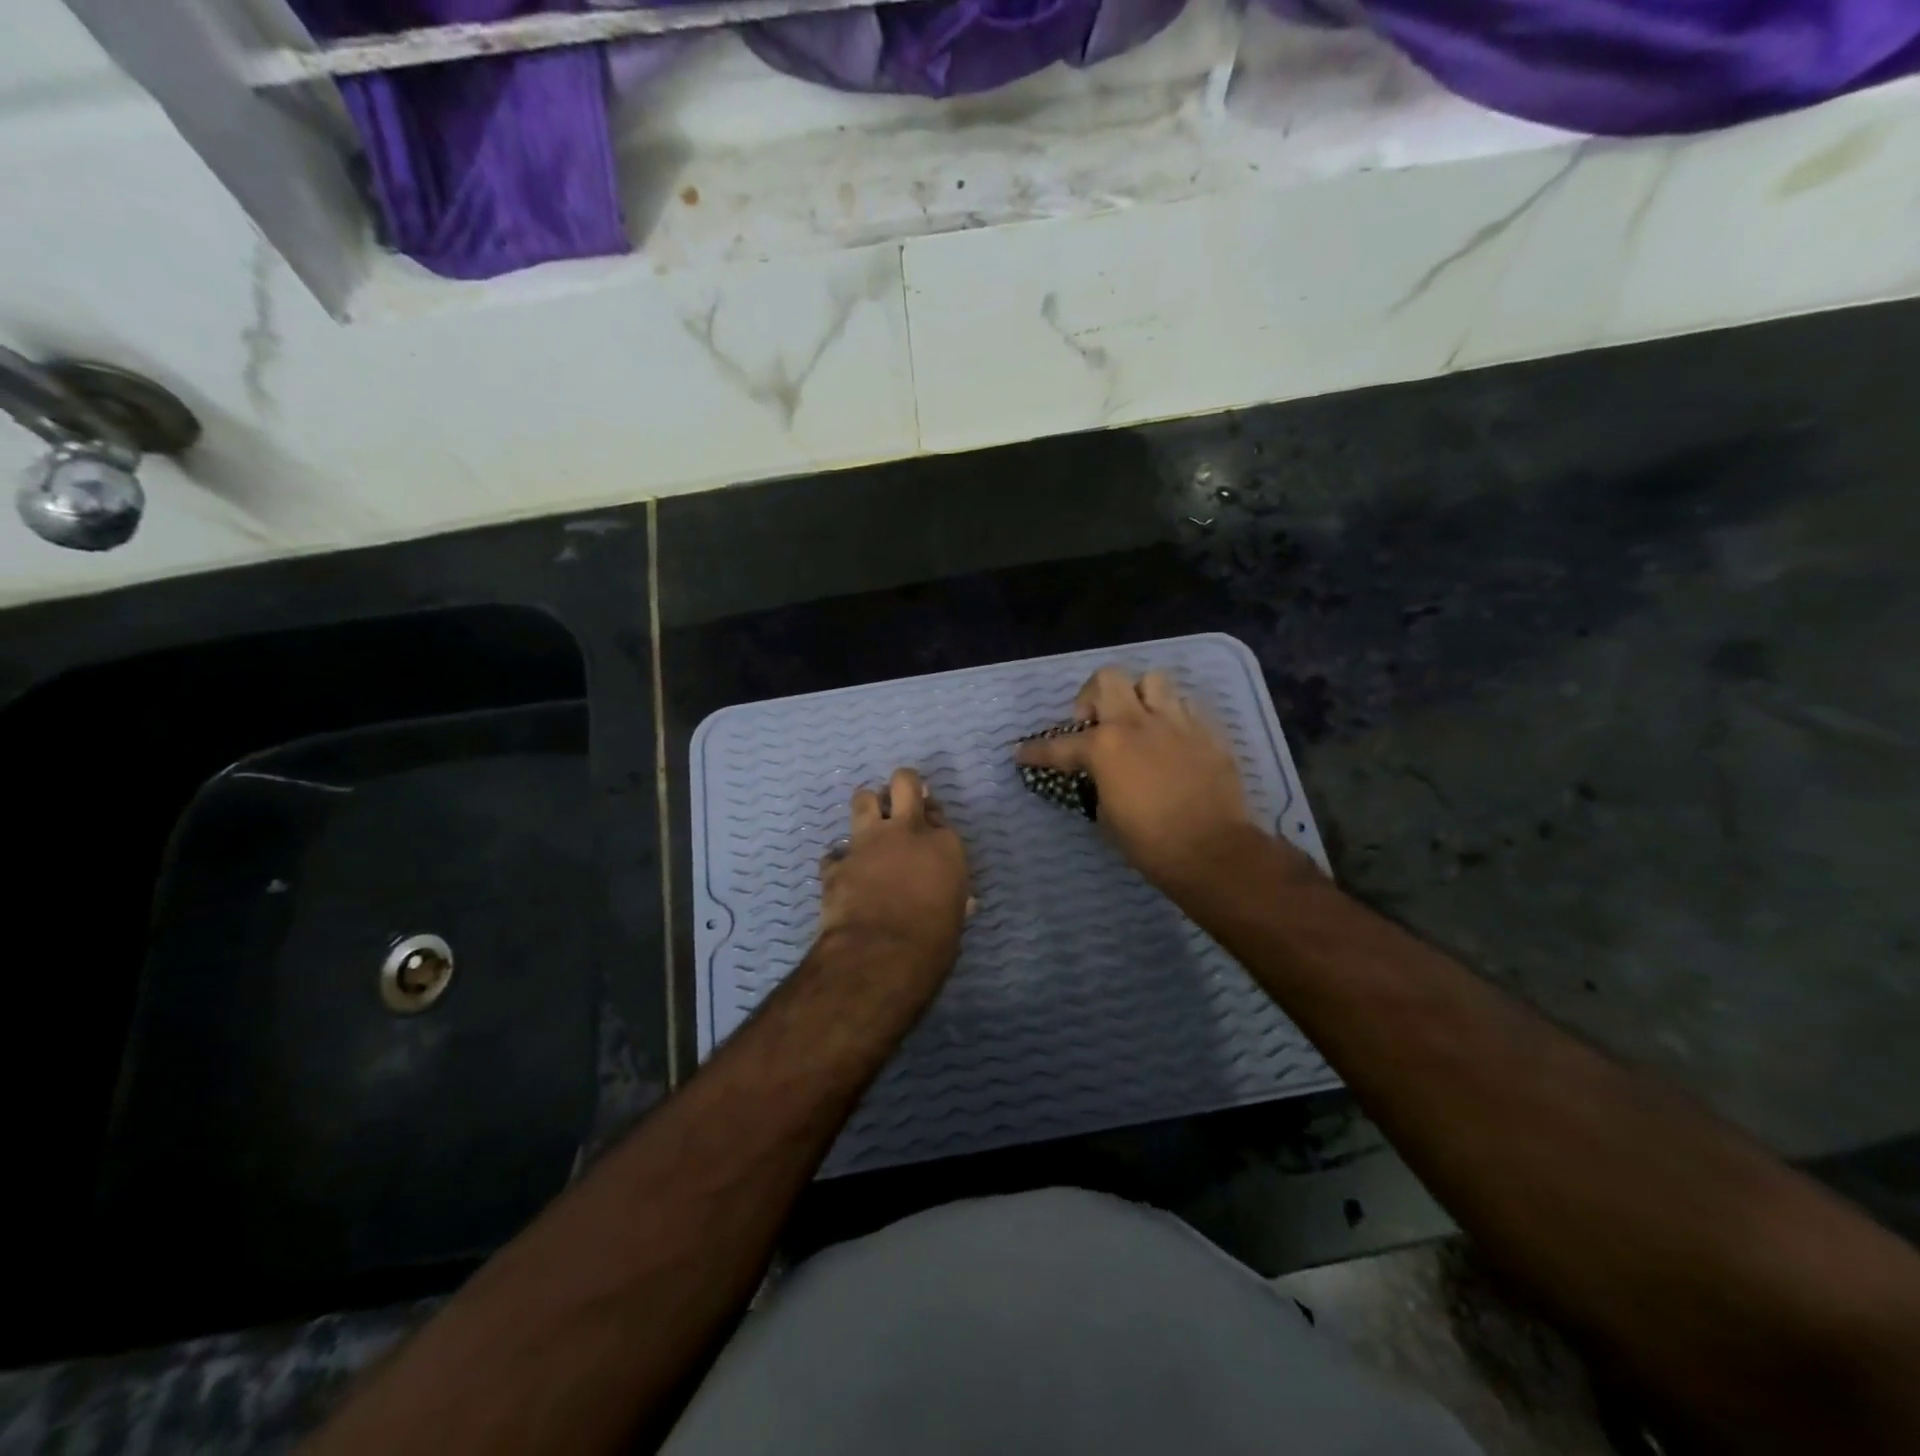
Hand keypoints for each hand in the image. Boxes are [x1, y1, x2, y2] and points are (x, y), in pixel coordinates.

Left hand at [817, 767, 970, 983]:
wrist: (881, 954)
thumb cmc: (933, 942)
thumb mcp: (955, 918)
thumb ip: (953, 898)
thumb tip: (963, 901)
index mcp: (944, 845)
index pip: (939, 814)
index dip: (932, 819)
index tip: (929, 829)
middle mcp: (907, 832)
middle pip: (904, 782)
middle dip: (903, 785)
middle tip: (900, 799)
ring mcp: (868, 843)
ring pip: (863, 799)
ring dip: (867, 808)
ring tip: (869, 823)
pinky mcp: (837, 863)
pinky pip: (835, 852)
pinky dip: (838, 861)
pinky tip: (842, 874)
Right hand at [1015, 667, 1310, 892]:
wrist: (1211, 851)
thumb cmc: (1150, 843)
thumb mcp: (1107, 816)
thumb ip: (1098, 784)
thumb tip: (1100, 777)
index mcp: (1105, 747)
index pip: (1059, 745)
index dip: (1036, 751)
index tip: (1022, 753)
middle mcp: (1137, 723)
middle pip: (1108, 678)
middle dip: (1094, 695)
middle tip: (1095, 722)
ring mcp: (1177, 722)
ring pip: (1153, 680)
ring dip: (1139, 696)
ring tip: (1139, 721)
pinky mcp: (1208, 731)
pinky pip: (1187, 705)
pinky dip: (1173, 715)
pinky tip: (1172, 738)